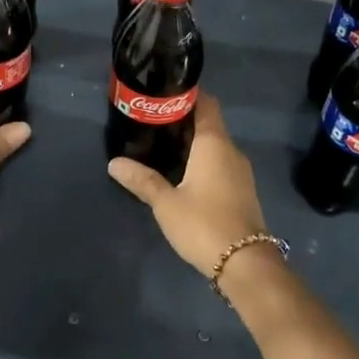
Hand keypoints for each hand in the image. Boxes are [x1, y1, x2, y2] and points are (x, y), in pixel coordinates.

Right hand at [107, 93, 268, 276]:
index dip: (187, 96)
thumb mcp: (166, 203)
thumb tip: (114, 163)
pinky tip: (183, 174)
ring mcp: (241, 172)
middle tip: (152, 124)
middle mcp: (232, 151)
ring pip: (216, 146)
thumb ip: (142, 180)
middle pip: (210, 124)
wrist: (245, 263)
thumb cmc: (204, 224)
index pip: (206, 104)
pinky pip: (221, 164)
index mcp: (215, 144)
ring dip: (193, 144)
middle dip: (184, 121)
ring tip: (162, 148)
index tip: (163, 96)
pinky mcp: (242, 191)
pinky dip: (203, 162)